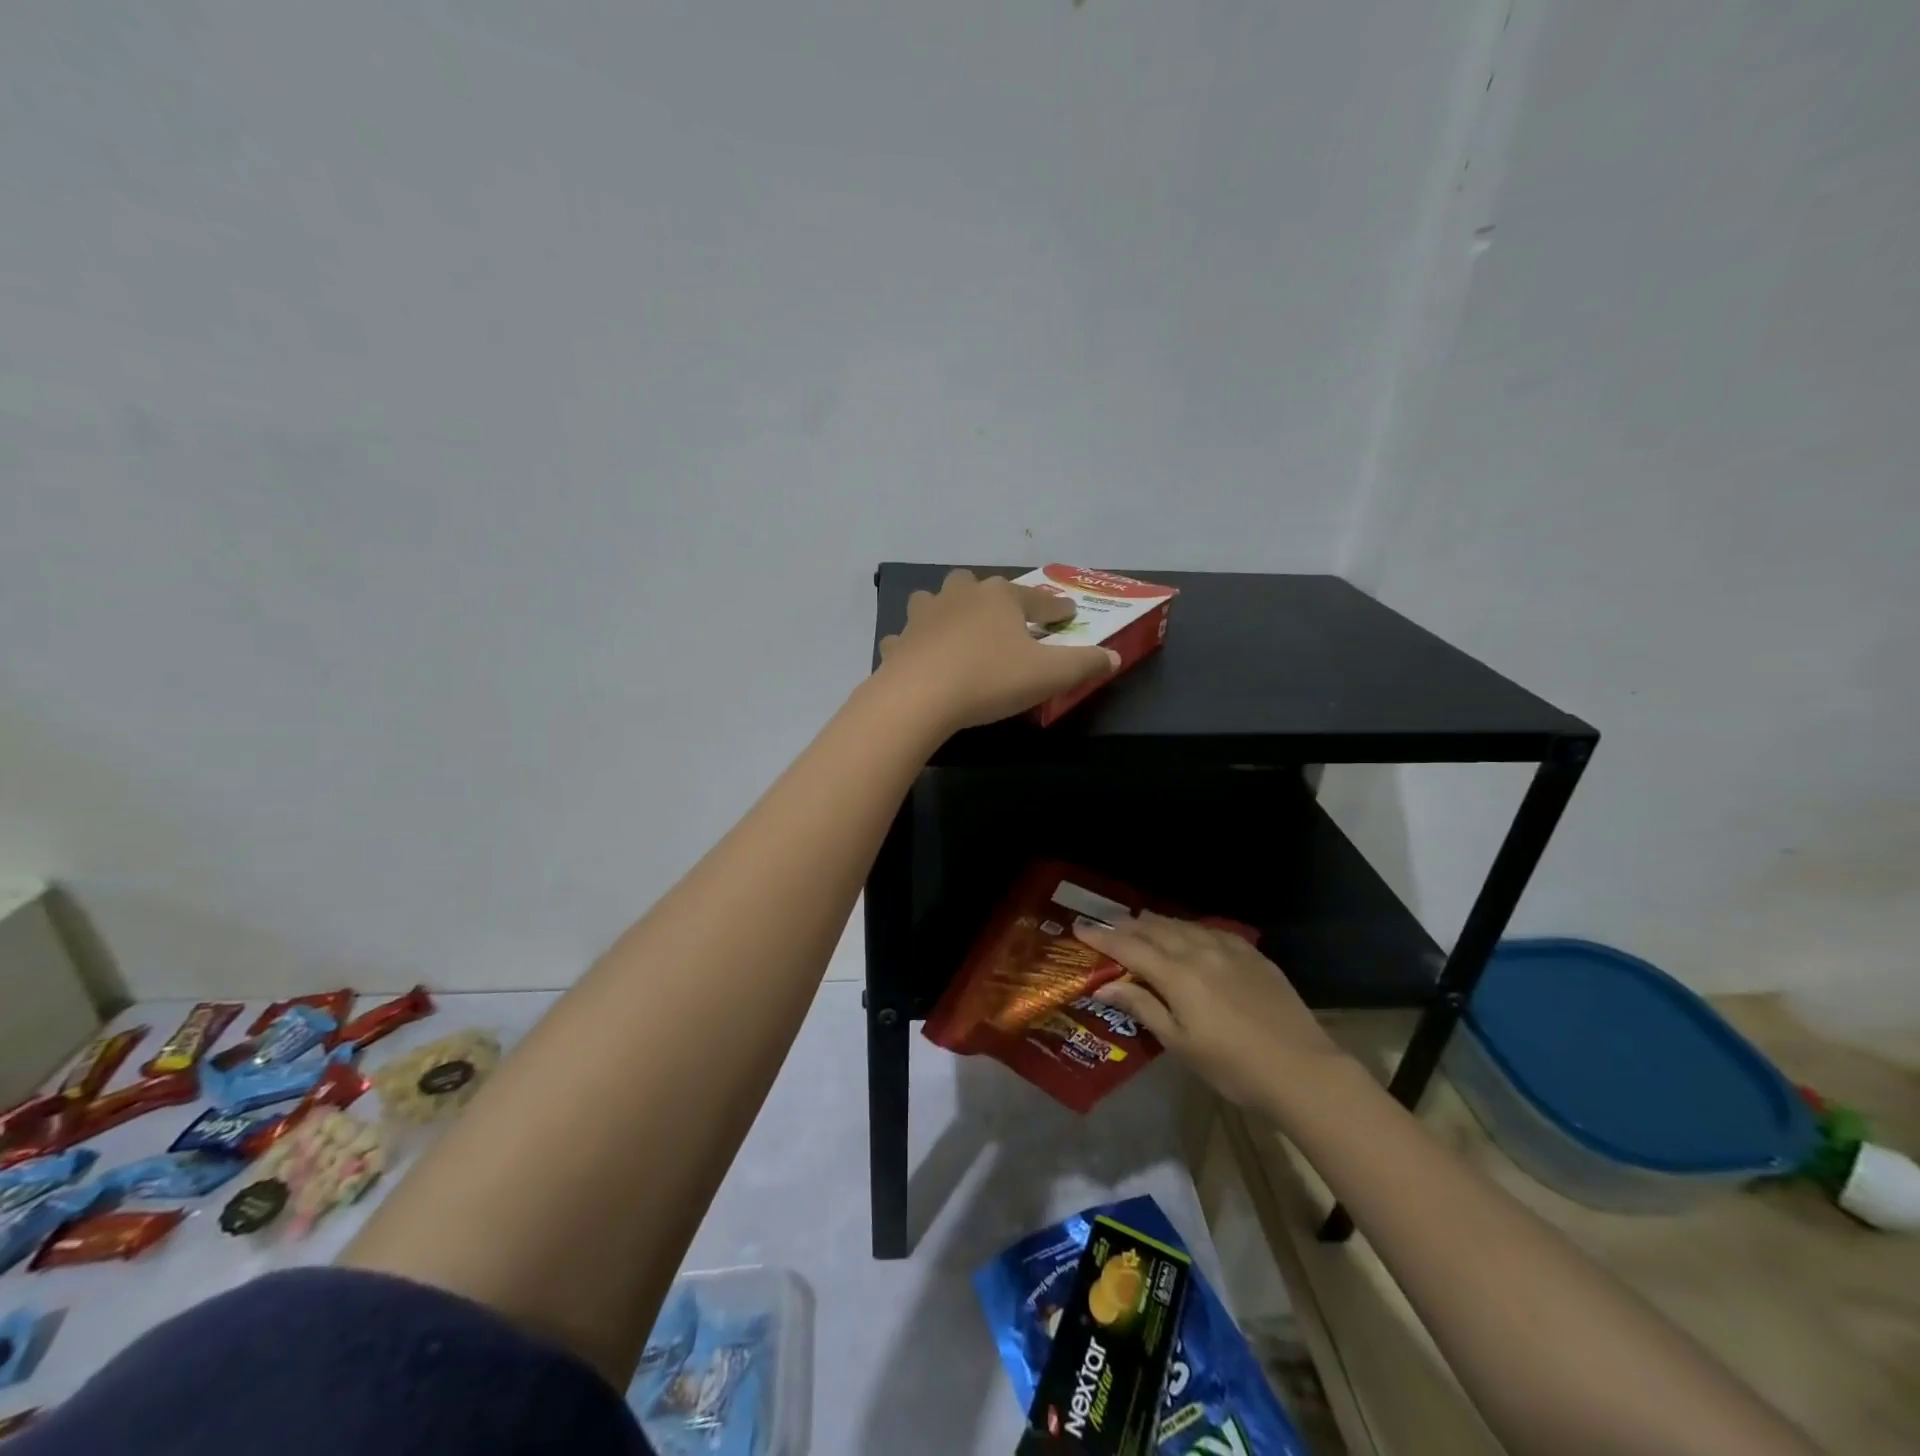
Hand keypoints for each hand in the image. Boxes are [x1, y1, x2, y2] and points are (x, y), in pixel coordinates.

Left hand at [876, 569, 1118, 730]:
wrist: (920, 698)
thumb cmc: (990, 679)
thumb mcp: (1049, 675)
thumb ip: (1084, 664)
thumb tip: (1113, 658)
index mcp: (999, 597)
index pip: (1037, 599)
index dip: (1056, 609)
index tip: (1067, 615)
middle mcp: (960, 596)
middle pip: (979, 587)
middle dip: (993, 598)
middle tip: (1004, 619)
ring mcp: (924, 616)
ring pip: (936, 602)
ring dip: (947, 611)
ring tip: (956, 628)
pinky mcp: (899, 642)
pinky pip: (908, 638)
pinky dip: (915, 644)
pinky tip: (919, 656)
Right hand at [1075, 914, 1347, 1112]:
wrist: (1303, 1070)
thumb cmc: (1232, 1066)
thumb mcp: (1179, 1043)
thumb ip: (1142, 1007)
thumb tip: (1105, 985)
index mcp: (1177, 974)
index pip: (1129, 947)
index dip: (1102, 937)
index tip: (1079, 927)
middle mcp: (1199, 951)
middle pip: (1155, 928)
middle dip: (1126, 925)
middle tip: (1106, 926)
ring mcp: (1229, 949)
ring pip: (1183, 925)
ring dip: (1157, 923)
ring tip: (1141, 924)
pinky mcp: (1253, 955)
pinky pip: (1211, 931)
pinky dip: (1189, 929)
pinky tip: (1189, 934)